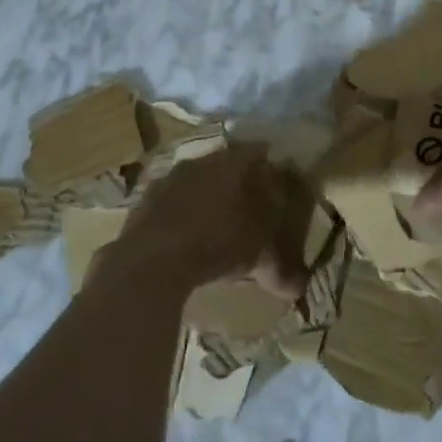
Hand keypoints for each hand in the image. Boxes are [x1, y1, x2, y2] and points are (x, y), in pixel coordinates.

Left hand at [110, 145, 305, 297]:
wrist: (152, 259)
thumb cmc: (218, 243)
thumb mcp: (259, 255)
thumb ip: (280, 266)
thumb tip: (297, 288)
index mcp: (234, 162)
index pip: (259, 153)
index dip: (270, 169)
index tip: (277, 186)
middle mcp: (202, 161)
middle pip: (226, 165)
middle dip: (238, 184)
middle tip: (249, 207)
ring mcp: (169, 177)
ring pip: (196, 181)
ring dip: (207, 198)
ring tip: (215, 226)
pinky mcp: (144, 199)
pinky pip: (172, 202)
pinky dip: (181, 215)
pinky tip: (185, 238)